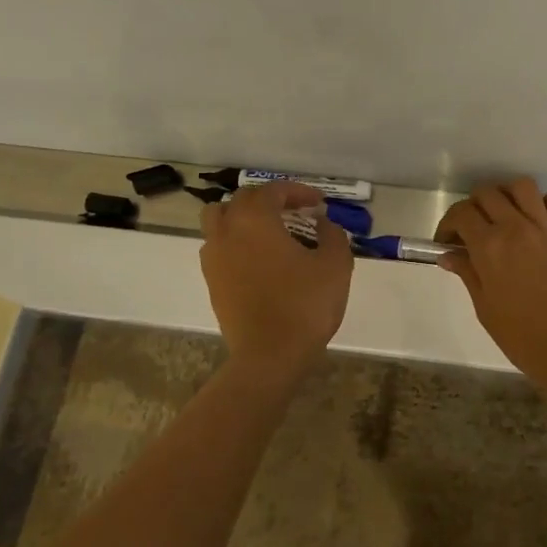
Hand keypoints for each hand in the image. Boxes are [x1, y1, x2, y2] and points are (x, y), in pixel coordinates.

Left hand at [200, 182, 353, 375]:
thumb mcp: (335, 265)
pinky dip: (235, 241)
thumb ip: (333, 236)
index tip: (319, 203)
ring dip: (243, 216)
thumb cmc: (305, 305)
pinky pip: (218, 246)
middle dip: (270, 199)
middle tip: (297, 211)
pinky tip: (257, 257)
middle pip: (242, 199)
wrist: (269, 355)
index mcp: (255, 219)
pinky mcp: (211, 281)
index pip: (274, 191)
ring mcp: (214, 256)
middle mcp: (228, 230)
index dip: (298, 191)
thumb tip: (323, 224)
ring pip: (219, 219)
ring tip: (268, 229)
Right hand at [434, 179, 546, 394]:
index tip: (447, 243)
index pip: (461, 214)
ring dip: (508, 194)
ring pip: (523, 187)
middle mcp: (516, 228)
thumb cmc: (524, 339)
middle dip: (473, 206)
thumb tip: (449, 255)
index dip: (448, 224)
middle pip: (488, 194)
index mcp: (489, 247)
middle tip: (471, 231)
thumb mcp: (485, 309)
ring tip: (503, 214)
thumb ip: (468, 275)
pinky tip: (543, 215)